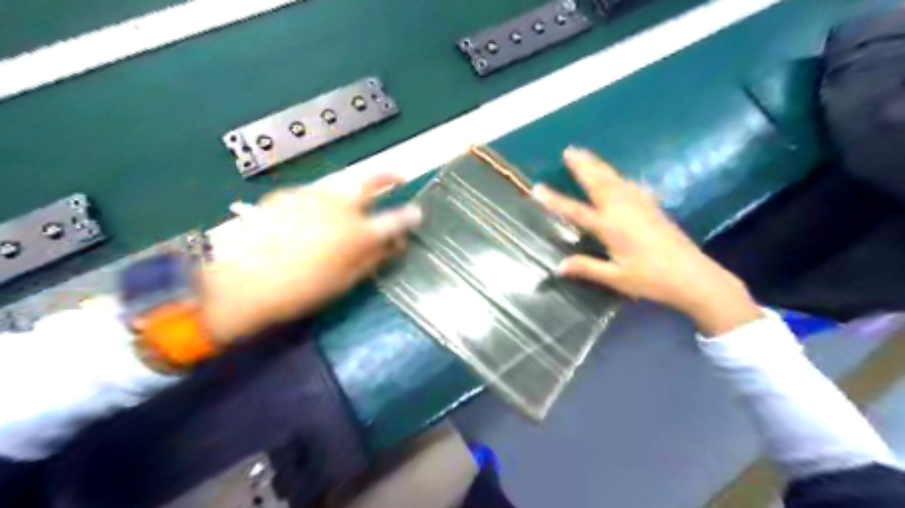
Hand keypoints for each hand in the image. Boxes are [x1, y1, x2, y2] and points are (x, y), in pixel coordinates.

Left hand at [199, 174, 419, 345]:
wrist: (242, 283)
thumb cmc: (301, 291)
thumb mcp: (345, 281)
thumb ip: (373, 259)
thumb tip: (394, 245)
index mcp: (358, 233)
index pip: (395, 219)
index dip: (410, 215)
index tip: (417, 212)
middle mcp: (339, 206)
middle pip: (371, 180)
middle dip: (390, 176)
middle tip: (398, 178)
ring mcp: (312, 195)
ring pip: (342, 182)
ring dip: (356, 186)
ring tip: (356, 197)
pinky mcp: (288, 193)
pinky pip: (315, 191)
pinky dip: (325, 198)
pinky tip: (316, 213)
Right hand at [532, 146, 756, 337]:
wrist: (693, 276)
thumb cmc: (651, 279)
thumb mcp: (616, 278)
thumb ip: (587, 268)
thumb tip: (558, 266)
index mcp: (610, 226)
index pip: (576, 210)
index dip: (555, 200)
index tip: (538, 187)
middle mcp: (623, 209)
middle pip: (598, 182)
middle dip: (582, 166)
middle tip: (569, 150)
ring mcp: (640, 205)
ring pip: (615, 179)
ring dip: (598, 165)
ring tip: (586, 154)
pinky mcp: (653, 207)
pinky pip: (631, 185)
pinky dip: (620, 177)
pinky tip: (620, 177)